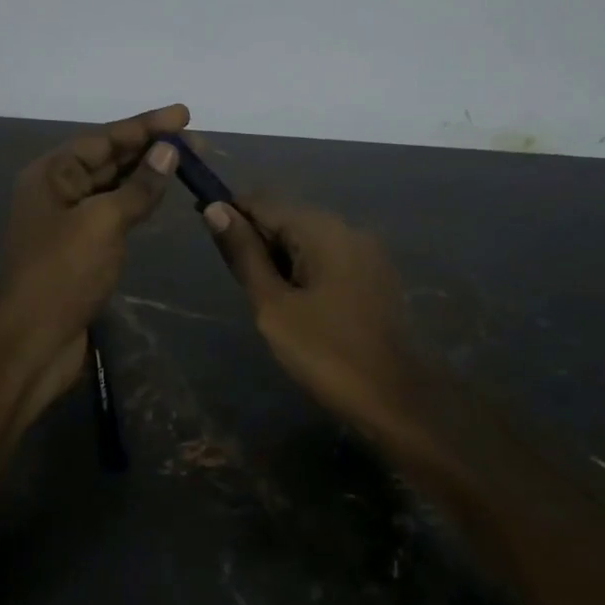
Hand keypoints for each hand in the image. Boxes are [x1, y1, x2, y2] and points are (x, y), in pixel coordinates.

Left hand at [0, 104, 187, 398]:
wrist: (29, 342)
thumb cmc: (61, 273)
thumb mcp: (102, 222)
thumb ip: (137, 186)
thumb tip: (167, 151)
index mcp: (52, 173)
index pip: (105, 138)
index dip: (146, 125)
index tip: (184, 114)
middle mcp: (57, 190)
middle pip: (109, 159)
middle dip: (151, 148)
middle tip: (196, 141)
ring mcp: (69, 221)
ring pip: (114, 187)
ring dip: (148, 174)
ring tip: (187, 162)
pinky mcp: (81, 249)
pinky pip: (114, 213)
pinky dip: (139, 203)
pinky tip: (162, 197)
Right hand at [203, 198, 415, 440]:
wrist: (399, 401)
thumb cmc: (327, 352)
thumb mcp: (273, 306)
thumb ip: (244, 255)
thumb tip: (215, 209)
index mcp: (322, 229)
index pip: (264, 203)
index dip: (231, 214)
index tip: (205, 234)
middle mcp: (347, 229)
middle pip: (288, 219)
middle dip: (257, 242)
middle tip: (240, 285)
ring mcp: (366, 253)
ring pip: (308, 242)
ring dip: (280, 260)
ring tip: (266, 301)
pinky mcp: (374, 277)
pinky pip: (328, 260)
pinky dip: (304, 273)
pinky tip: (297, 306)